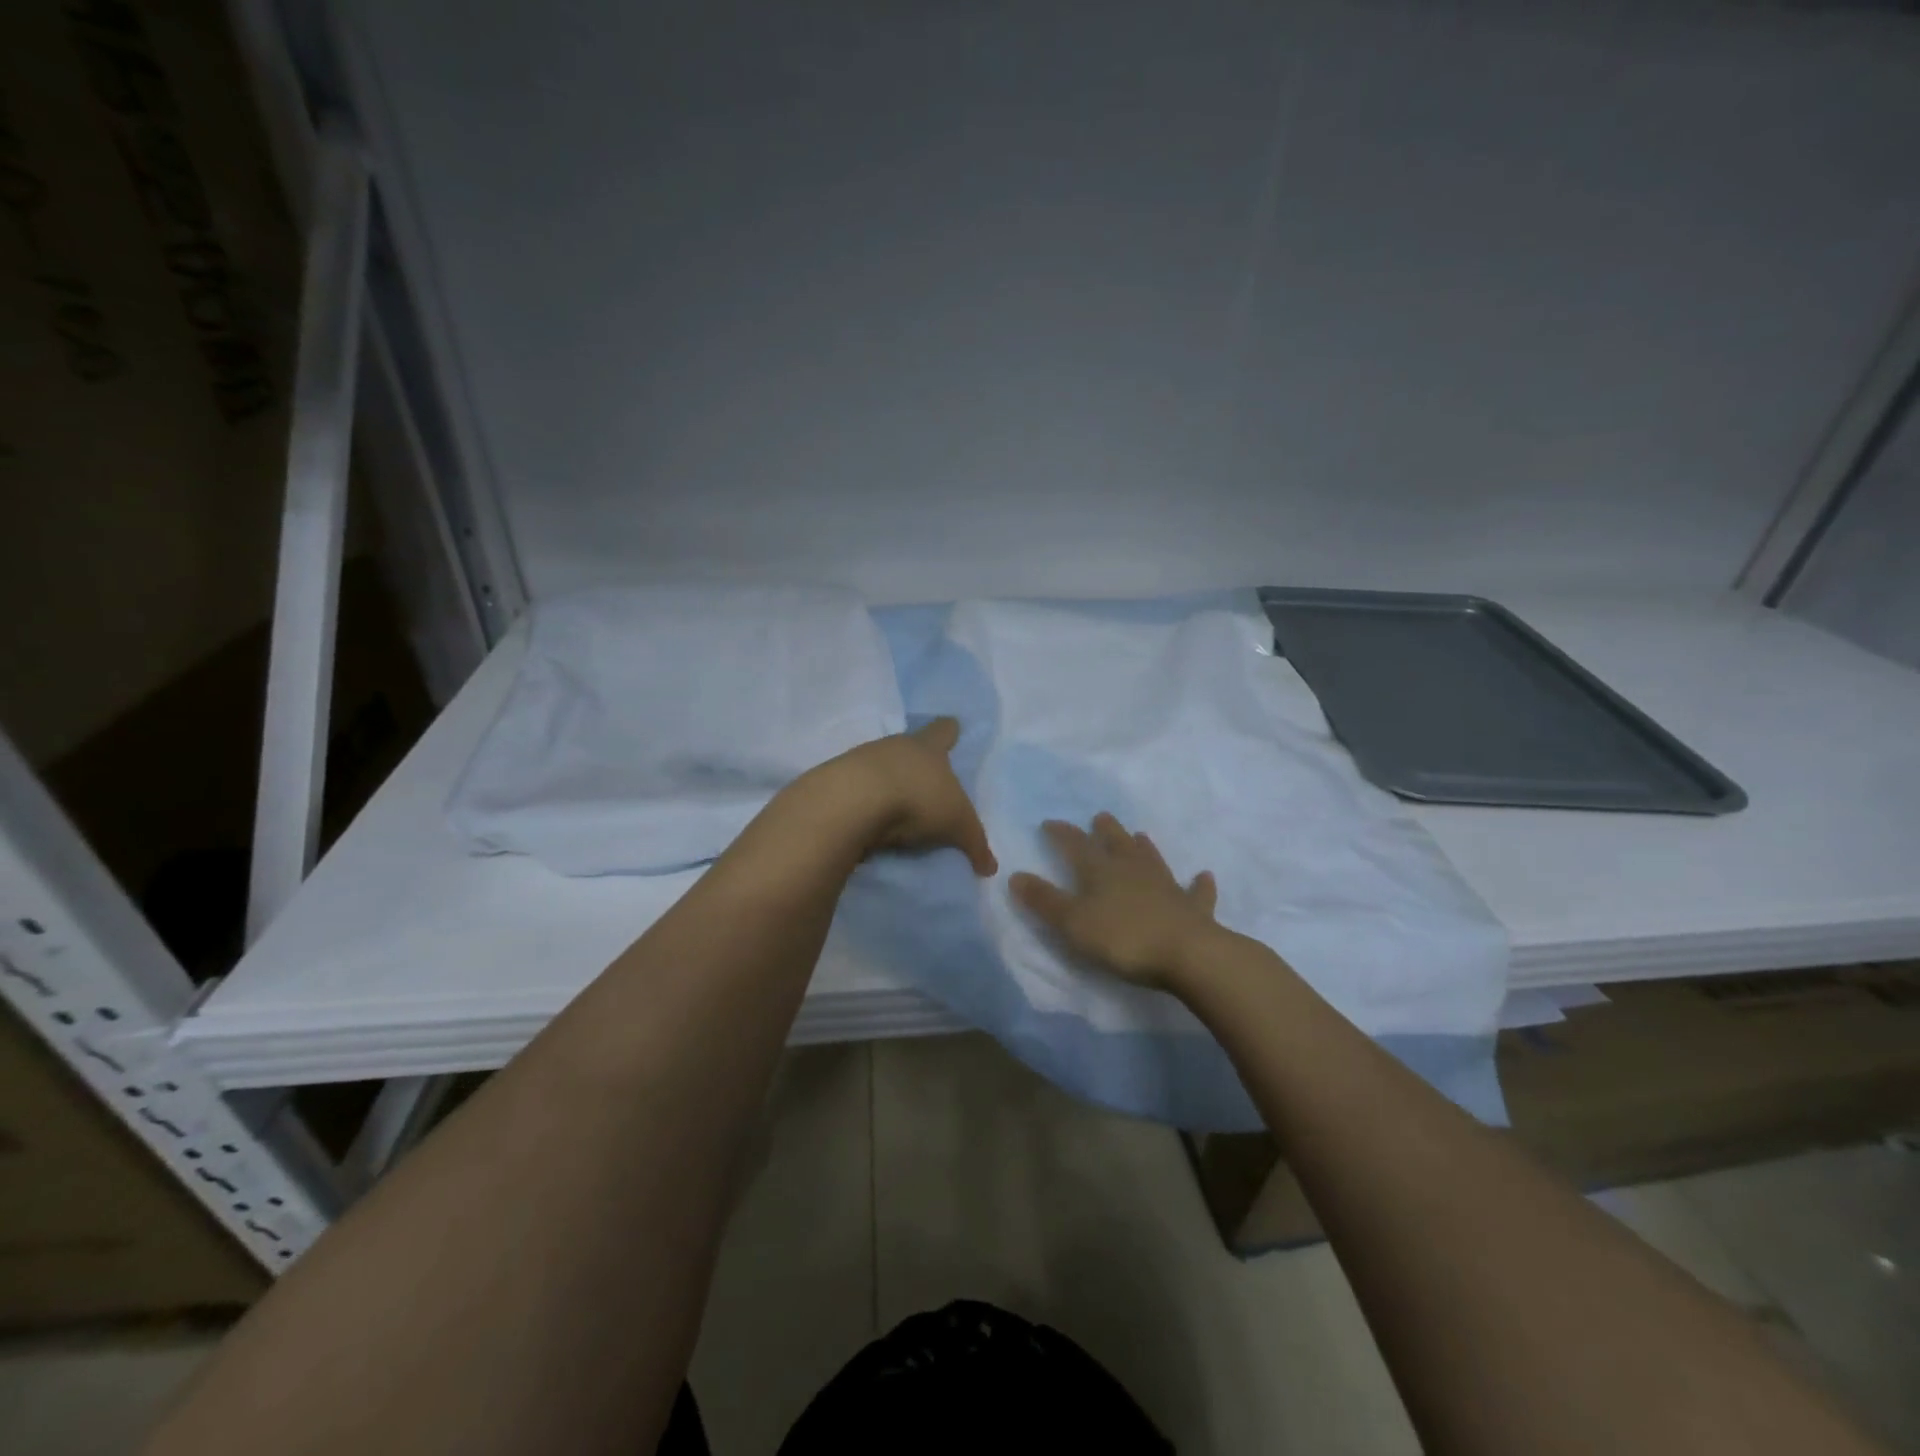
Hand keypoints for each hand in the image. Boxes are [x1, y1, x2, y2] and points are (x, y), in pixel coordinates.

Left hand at [811, 717, 996, 875]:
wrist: (853, 801)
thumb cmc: (917, 800)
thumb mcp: (957, 826)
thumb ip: (975, 844)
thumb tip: (990, 868)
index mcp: (928, 747)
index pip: (943, 730)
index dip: (949, 732)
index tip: (952, 730)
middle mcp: (895, 745)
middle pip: (909, 748)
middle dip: (916, 763)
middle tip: (925, 784)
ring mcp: (861, 759)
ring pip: (880, 766)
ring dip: (887, 783)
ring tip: (895, 809)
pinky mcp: (836, 780)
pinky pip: (857, 788)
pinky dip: (863, 802)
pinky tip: (867, 821)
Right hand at [1009, 813, 1218, 988]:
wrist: (1187, 954)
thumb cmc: (1122, 938)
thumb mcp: (1072, 922)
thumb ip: (1044, 900)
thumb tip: (1015, 875)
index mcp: (1101, 871)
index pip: (1076, 845)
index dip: (1061, 834)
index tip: (1049, 823)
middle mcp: (1133, 870)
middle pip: (1117, 843)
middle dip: (1106, 830)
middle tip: (1100, 817)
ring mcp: (1166, 886)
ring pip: (1152, 859)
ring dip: (1144, 847)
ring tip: (1140, 835)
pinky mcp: (1192, 908)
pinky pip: (1196, 892)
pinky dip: (1199, 884)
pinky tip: (1204, 876)